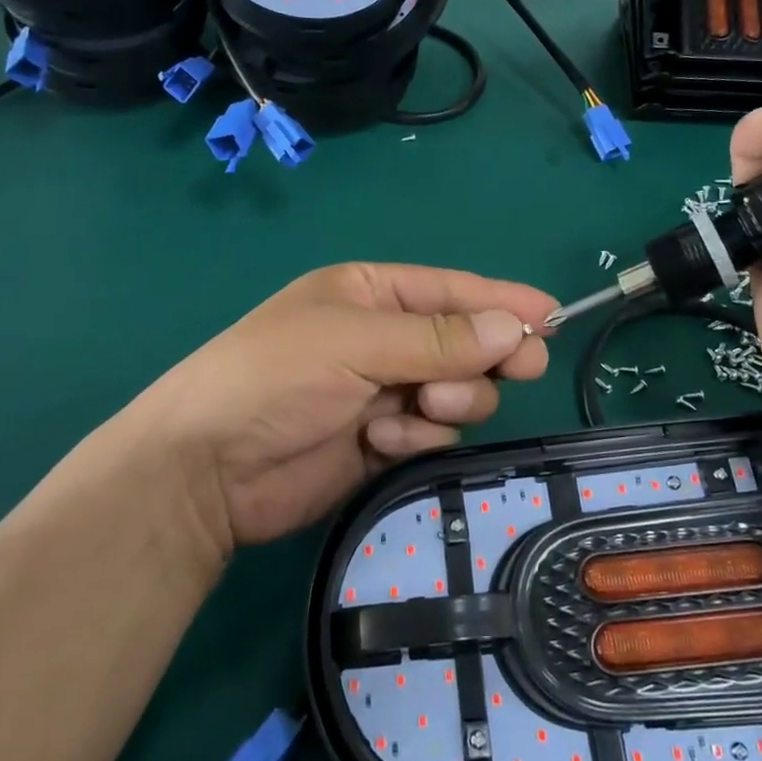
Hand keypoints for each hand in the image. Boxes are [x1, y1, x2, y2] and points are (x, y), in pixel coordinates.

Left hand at [131, 263, 554, 552]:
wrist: (209, 470)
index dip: (502, 300)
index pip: (451, 290)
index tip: (552, 315)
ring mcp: (382, 391)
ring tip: (418, 406)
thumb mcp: (356, 343)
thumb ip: (439, 338)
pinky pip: (432, 431)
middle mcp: (381, 338)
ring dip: (449, 399)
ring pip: (456, 390)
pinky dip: (419, 434)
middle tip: (521, 367)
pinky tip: (385, 439)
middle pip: (464, 342)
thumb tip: (514, 326)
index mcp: (369, 294)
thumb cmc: (276, 377)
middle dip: (485, 355)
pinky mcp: (381, 442)